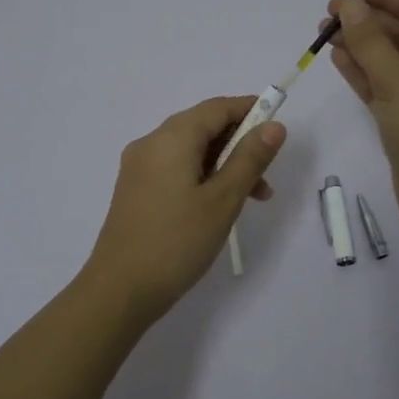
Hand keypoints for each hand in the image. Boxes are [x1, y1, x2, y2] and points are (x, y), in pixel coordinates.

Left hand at [82, 95, 286, 326]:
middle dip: (239, 143)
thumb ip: (250, 159)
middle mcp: (150, 143)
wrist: (119, 291)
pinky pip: (175, 168)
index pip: (217, 108)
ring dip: (224, 164)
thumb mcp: (223, 200)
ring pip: (190, 151)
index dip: (250, 110)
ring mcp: (139, 167)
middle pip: (202, 126)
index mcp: (171, 138)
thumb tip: (274, 126)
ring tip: (253, 198)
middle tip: (268, 175)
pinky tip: (219, 205)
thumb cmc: (177, 242)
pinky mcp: (136, 190)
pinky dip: (203, 176)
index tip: (278, 127)